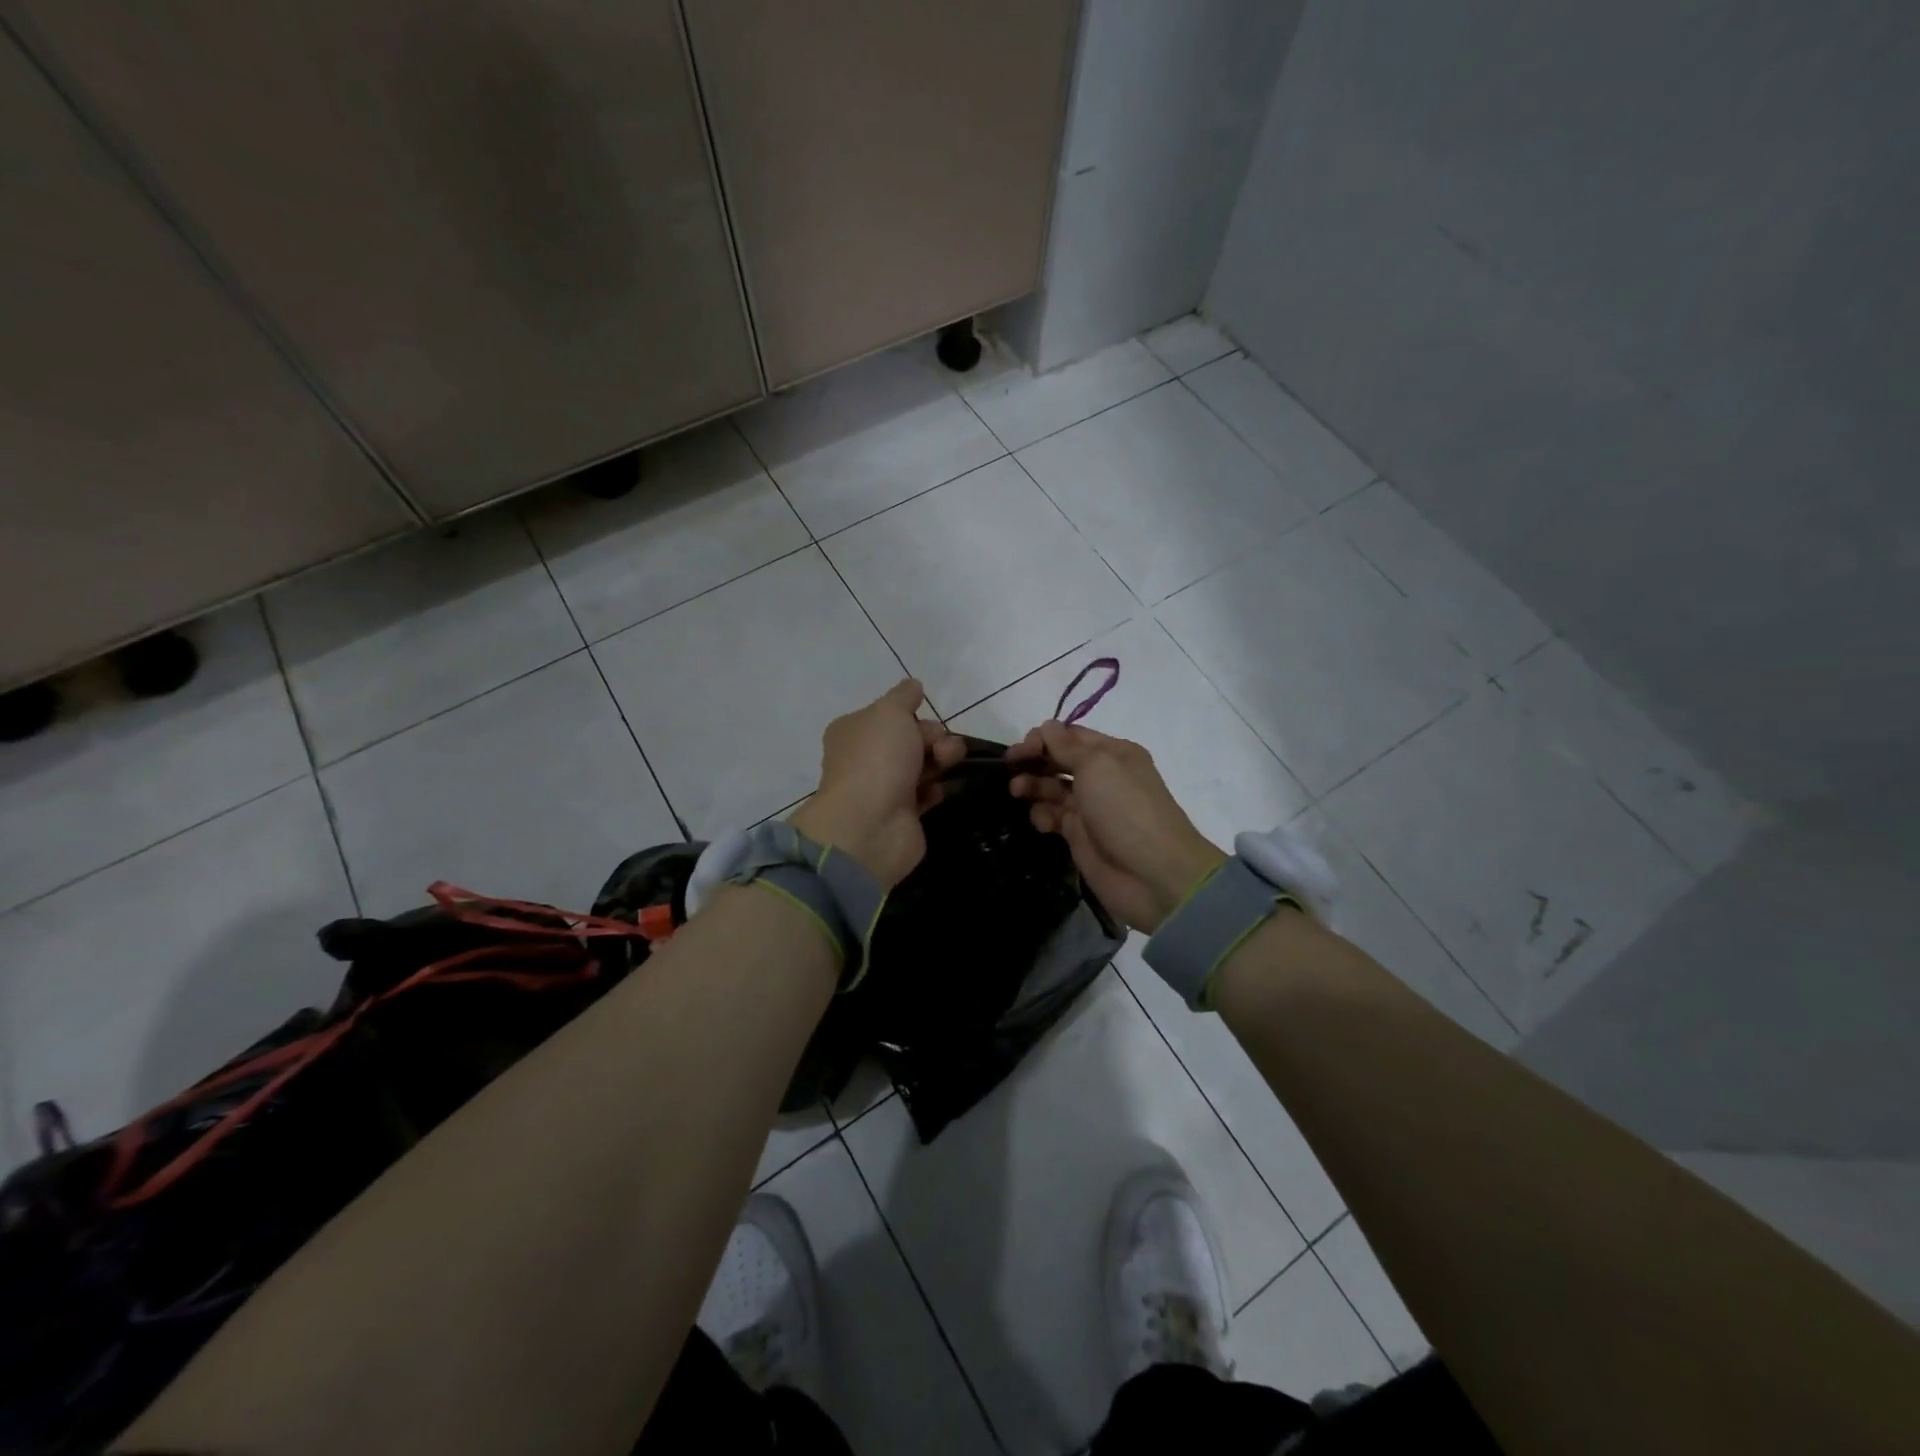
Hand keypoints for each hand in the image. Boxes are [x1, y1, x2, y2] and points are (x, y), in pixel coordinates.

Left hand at [792, 679, 967, 888]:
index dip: (912, 715)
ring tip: (947, 766)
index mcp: (854, 731)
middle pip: (910, 739)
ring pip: (921, 765)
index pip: (890, 715)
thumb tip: (913, 685)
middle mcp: (865, 758)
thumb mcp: (890, 712)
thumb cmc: (878, 759)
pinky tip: (938, 791)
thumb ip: (904, 696)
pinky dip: (935, 790)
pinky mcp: (901, 815)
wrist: (871, 824)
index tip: (924, 718)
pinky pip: (925, 794)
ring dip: (940, 761)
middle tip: (941, 749)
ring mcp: (882, 788)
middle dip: (933, 738)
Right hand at [1008, 721, 1224, 932]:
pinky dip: (1042, 815)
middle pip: (1059, 760)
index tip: (1020, 750)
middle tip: (1010, 769)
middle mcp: (1102, 777)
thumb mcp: (1097, 766)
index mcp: (1113, 753)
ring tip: (1017, 791)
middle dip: (1035, 761)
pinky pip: (1053, 817)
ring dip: (1033, 786)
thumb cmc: (1125, 809)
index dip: (1043, 738)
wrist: (1152, 874)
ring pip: (1052, 788)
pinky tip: (1040, 821)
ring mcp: (1090, 808)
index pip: (1071, 736)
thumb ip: (1066, 746)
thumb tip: (1046, 727)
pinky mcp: (1079, 836)